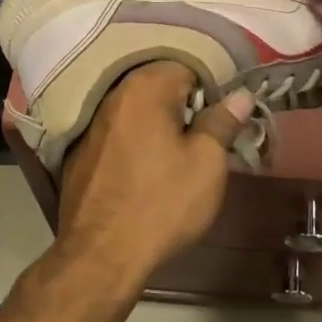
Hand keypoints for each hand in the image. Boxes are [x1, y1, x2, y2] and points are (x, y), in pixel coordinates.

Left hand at [55, 62, 254, 286]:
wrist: (101, 255)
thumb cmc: (162, 203)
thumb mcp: (206, 163)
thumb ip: (223, 122)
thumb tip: (240, 94)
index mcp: (146, 87)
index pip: (188, 66)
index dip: (212, 90)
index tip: (225, 119)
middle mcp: (114, 95)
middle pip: (160, 87)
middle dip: (186, 107)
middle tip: (207, 139)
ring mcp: (93, 124)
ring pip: (138, 111)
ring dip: (160, 124)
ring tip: (179, 155)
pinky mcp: (80, 152)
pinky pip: (119, 133)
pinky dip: (136, 141)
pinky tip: (146, 170)